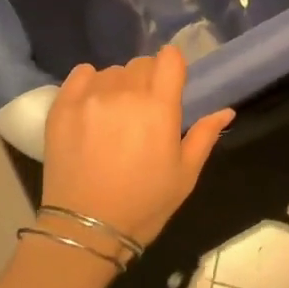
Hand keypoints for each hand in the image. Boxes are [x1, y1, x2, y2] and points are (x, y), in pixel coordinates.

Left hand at [42, 45, 234, 248]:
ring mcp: (90, 97)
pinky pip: (80, 74)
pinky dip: (89, 83)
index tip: (170, 85)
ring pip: (112, 72)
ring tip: (114, 116)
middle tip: (143, 111)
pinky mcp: (62, 106)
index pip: (170, 58)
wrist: (86, 229)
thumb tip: (226, 111)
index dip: (172, 67)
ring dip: (118, 86)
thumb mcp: (185, 175)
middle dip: (147, 81)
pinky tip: (91, 106)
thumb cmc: (143, 205)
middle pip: (141, 64)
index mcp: (159, 107)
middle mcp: (125, 93)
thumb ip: (204, 136)